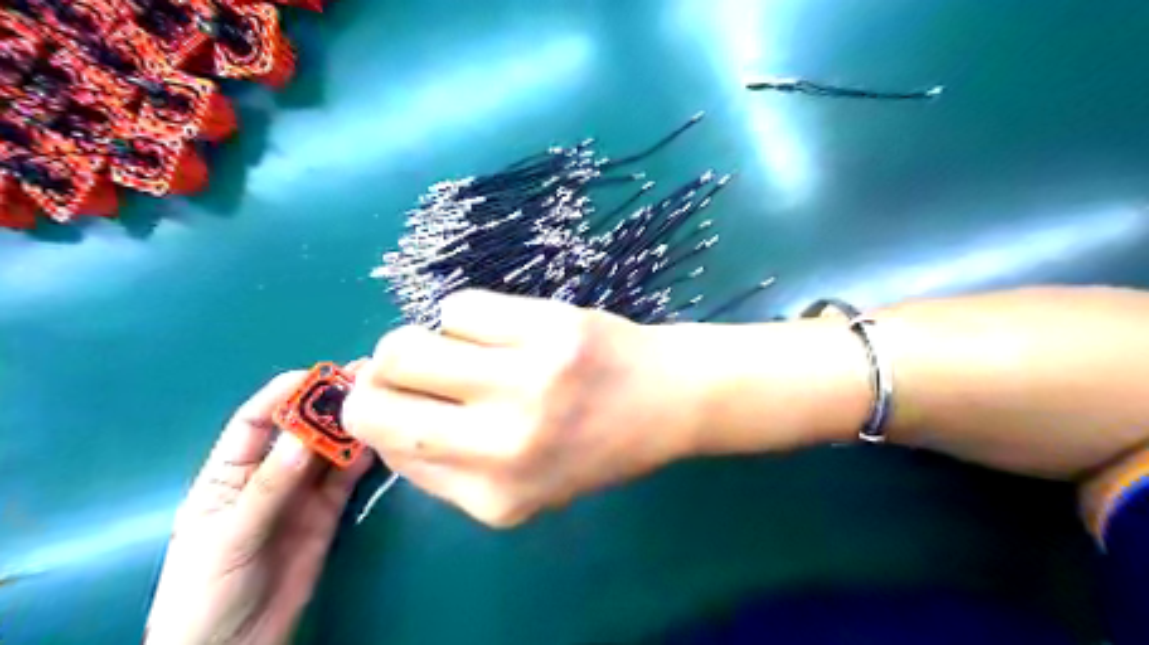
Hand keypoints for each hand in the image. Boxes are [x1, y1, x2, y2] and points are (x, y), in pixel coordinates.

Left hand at [146, 373, 372, 643]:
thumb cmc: (206, 592)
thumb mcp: (228, 538)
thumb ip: (268, 489)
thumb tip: (305, 440)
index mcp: (228, 475)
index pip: (255, 423)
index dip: (282, 395)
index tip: (316, 375)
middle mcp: (269, 476)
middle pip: (301, 431)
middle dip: (327, 404)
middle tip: (361, 379)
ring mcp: (301, 494)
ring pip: (329, 451)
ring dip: (351, 427)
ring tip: (377, 402)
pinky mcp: (327, 513)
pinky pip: (347, 479)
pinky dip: (363, 459)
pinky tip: (378, 441)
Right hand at [336, 290, 704, 525]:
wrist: (667, 400)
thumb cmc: (594, 445)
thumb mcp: (522, 485)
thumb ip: (446, 466)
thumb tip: (379, 412)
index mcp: (494, 497)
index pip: (387, 448)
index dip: (376, 414)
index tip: (394, 396)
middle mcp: (504, 445)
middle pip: (377, 396)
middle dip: (379, 377)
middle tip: (412, 367)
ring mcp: (528, 380)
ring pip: (407, 344)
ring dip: (420, 341)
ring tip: (461, 347)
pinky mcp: (549, 328)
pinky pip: (460, 307)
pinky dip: (466, 317)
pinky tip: (501, 330)